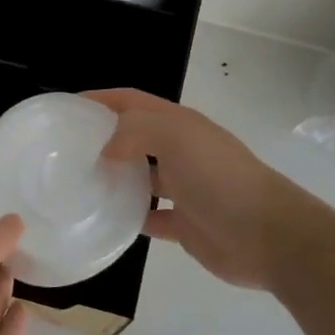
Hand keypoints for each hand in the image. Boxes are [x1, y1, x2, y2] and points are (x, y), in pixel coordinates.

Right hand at [86, 88, 304, 291]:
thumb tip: (105, 151)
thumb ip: (133, 131)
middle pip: (134, 137)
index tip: (68, 108)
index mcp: (178, 124)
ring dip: (114, 178)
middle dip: (103, 138)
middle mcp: (180, 151)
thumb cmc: (218, 176)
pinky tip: (105, 219)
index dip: (102, 100)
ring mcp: (183, 188)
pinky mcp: (185, 224)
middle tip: (66, 150)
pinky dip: (129, 217)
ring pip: (140, 177)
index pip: (132, 101)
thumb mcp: (174, 136)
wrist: (268, 235)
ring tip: (78, 184)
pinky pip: (150, 217)